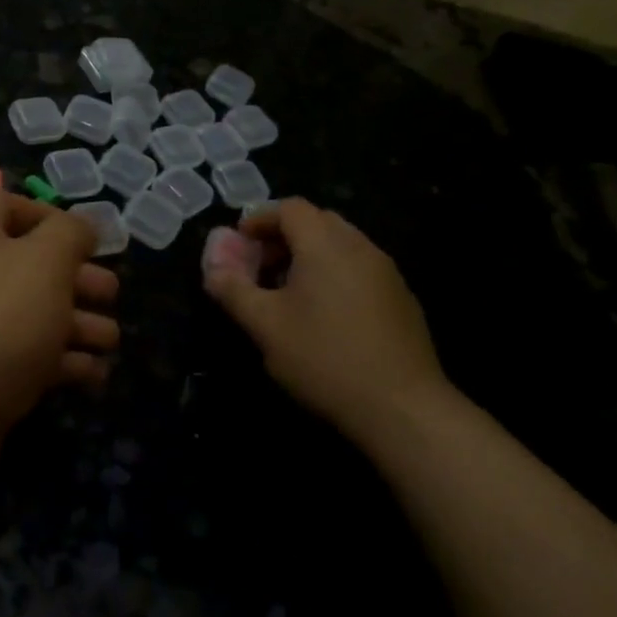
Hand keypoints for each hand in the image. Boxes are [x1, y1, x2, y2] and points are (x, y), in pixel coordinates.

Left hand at [0, 191, 120, 436]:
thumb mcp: (45, 260)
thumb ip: (71, 233)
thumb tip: (81, 227)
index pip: (7, 205)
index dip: (50, 216)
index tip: (89, 241)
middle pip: (29, 264)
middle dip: (77, 279)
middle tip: (111, 295)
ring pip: (32, 314)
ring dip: (78, 324)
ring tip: (111, 342)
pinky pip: (24, 357)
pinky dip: (61, 363)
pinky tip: (94, 375)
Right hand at [202, 198, 449, 440]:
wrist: (403, 407)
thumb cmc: (324, 358)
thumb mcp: (265, 326)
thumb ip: (233, 290)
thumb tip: (213, 268)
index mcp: (325, 244)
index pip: (290, 208)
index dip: (260, 219)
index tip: (240, 244)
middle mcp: (359, 246)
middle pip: (317, 221)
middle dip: (284, 237)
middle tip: (261, 268)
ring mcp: (386, 272)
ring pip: (341, 245)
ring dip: (310, 256)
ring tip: (289, 294)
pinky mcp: (402, 298)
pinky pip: (360, 268)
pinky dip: (335, 274)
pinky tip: (325, 316)